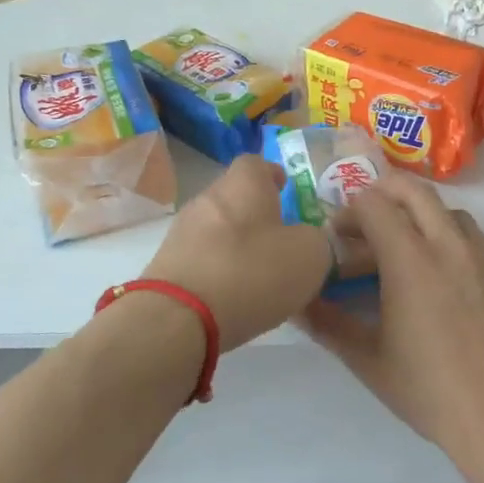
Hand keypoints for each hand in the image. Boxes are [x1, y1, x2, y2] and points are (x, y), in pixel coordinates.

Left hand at [144, 155, 335, 351]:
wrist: (178, 319)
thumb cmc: (252, 272)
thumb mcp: (310, 256)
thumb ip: (317, 241)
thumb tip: (309, 241)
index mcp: (243, 185)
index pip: (256, 162)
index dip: (273, 174)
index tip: (287, 190)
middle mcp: (207, 199)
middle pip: (235, 197)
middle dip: (257, 215)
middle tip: (281, 239)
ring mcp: (181, 233)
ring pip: (217, 230)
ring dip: (238, 246)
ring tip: (261, 275)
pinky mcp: (166, 268)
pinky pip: (202, 260)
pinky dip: (219, 272)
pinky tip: (235, 298)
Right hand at [302, 175, 483, 452]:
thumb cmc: (432, 391)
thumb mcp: (369, 361)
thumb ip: (328, 325)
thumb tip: (296, 304)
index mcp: (410, 260)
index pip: (374, 204)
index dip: (349, 213)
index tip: (337, 237)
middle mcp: (449, 244)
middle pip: (414, 191)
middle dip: (384, 193)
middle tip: (366, 222)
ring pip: (448, 211)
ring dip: (420, 216)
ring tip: (406, 250)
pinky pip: (477, 236)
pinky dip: (453, 238)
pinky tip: (446, 273)